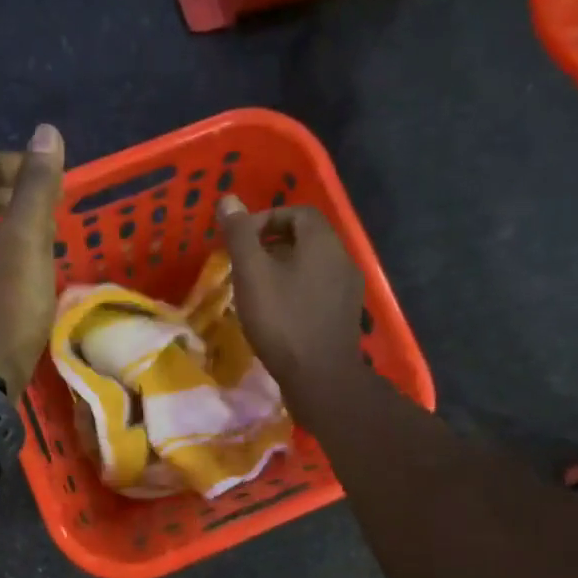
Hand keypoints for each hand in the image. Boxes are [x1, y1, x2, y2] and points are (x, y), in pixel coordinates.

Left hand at [0, 125, 65, 393]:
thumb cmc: (3, 308)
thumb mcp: (26, 242)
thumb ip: (36, 187)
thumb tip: (45, 132)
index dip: (20, 164)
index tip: (55, 183)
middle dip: (19, 196)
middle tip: (55, 215)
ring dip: (12, 228)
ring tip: (47, 245)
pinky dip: (4, 257)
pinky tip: (26, 280)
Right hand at [217, 195, 365, 426]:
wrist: (322, 378)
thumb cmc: (283, 321)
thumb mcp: (252, 274)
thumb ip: (240, 235)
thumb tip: (229, 200)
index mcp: (323, 242)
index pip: (297, 212)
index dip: (266, 219)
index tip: (241, 241)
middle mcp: (343, 258)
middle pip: (307, 237)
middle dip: (273, 244)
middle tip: (245, 264)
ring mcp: (349, 288)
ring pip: (313, 264)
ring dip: (284, 268)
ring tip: (257, 288)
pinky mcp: (346, 314)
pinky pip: (320, 288)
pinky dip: (297, 289)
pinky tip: (279, 312)